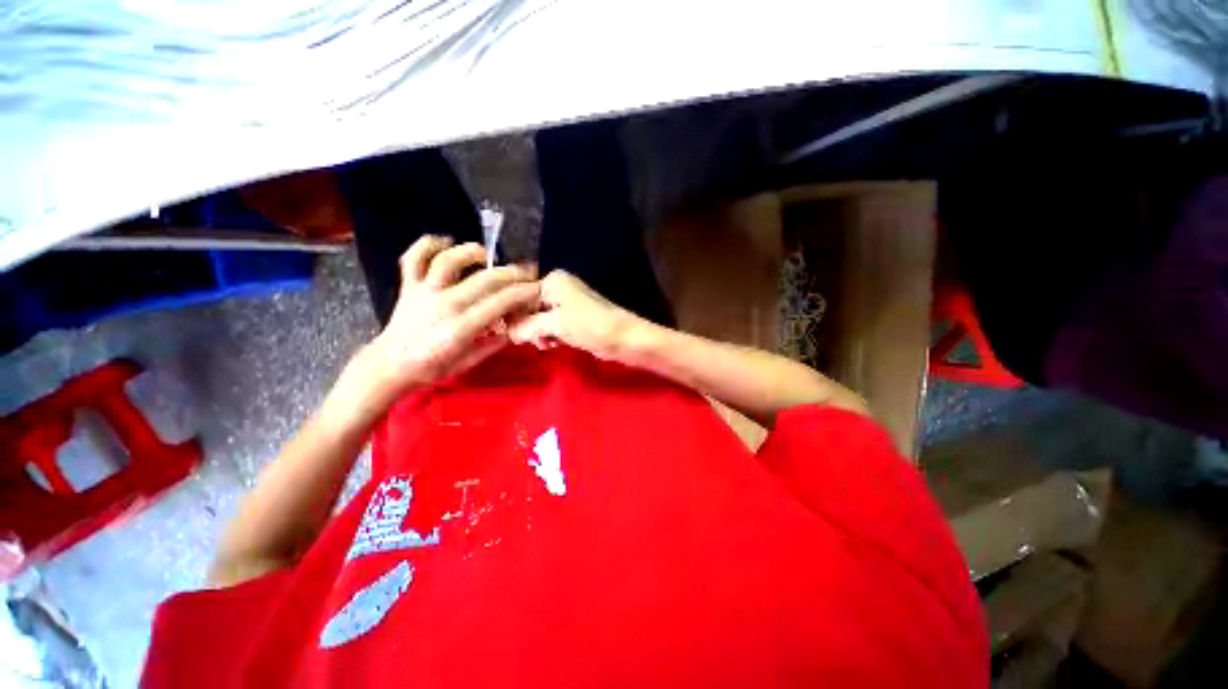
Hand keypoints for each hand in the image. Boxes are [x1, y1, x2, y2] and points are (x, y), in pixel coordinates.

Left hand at [342, 236, 538, 408]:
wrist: (389, 366)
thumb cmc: (430, 369)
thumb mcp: (468, 363)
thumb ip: (492, 344)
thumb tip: (512, 327)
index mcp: (460, 328)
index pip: (499, 303)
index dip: (523, 293)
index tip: (537, 288)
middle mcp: (443, 305)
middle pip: (484, 280)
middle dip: (512, 273)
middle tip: (527, 272)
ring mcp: (423, 292)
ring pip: (448, 261)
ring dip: (471, 252)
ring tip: (486, 255)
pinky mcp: (409, 286)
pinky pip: (414, 257)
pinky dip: (428, 244)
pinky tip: (446, 242)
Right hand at [508, 270, 642, 360]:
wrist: (624, 338)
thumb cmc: (591, 326)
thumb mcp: (556, 324)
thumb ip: (528, 326)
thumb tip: (509, 332)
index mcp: (553, 281)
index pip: (519, 294)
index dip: (513, 314)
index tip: (506, 332)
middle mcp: (557, 288)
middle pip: (528, 306)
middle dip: (527, 325)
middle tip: (534, 340)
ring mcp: (566, 304)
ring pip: (538, 319)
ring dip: (538, 333)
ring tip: (547, 344)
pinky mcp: (573, 319)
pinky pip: (551, 326)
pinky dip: (549, 335)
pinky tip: (554, 345)